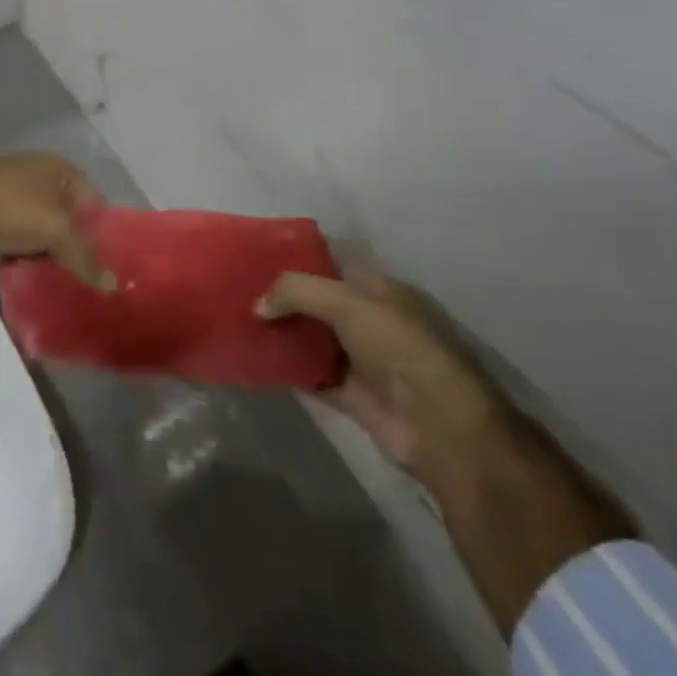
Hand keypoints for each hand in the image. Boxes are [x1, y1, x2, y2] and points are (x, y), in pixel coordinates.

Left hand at [0, 154, 112, 289]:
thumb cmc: (9, 206)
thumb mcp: (55, 230)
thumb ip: (84, 258)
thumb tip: (113, 286)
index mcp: (61, 171)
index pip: (95, 204)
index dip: (104, 235)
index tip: (111, 269)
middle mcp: (40, 180)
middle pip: (68, 222)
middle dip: (75, 251)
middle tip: (88, 286)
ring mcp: (13, 199)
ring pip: (41, 236)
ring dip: (47, 260)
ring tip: (63, 291)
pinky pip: (16, 245)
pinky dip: (22, 262)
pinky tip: (31, 285)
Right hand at [258, 263, 504, 484]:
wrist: (438, 424)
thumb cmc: (398, 346)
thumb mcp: (347, 303)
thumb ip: (297, 292)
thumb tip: (258, 306)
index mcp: (378, 288)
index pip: (334, 259)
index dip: (299, 253)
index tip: (259, 251)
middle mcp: (369, 318)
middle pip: (318, 299)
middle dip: (283, 294)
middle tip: (239, 287)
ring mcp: (360, 358)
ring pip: (311, 337)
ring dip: (282, 332)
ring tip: (238, 321)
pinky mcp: (351, 394)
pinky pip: (310, 375)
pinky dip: (287, 370)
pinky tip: (256, 361)